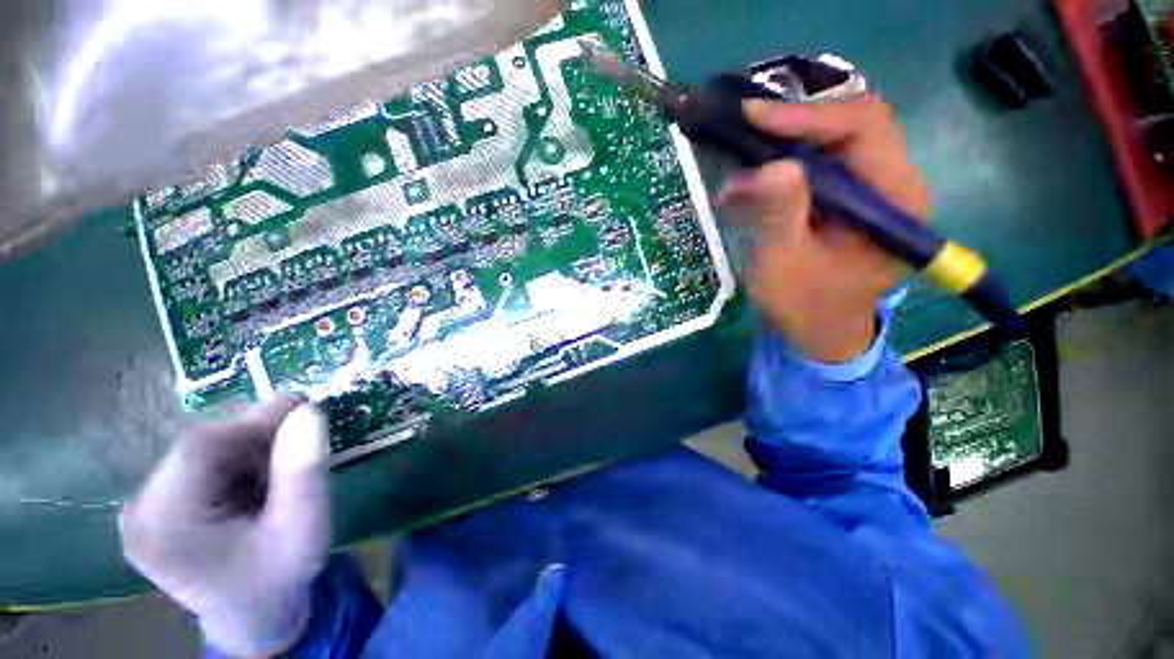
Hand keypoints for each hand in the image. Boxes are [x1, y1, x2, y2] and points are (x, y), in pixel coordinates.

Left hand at [120, 397, 330, 657]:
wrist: (255, 618)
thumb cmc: (280, 577)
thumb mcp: (304, 526)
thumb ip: (304, 470)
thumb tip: (308, 410)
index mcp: (164, 524)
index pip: (201, 447)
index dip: (255, 421)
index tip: (305, 407)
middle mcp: (140, 512)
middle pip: (199, 447)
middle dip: (255, 438)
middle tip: (302, 441)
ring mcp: (144, 510)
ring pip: (202, 452)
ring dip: (249, 451)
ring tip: (281, 472)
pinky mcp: (158, 509)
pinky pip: (200, 466)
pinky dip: (238, 464)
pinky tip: (259, 484)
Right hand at [718, 97, 930, 362]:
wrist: (818, 333)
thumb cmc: (804, 307)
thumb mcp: (784, 265)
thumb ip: (781, 215)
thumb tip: (773, 165)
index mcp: (894, 200)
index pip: (864, 127)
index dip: (809, 115)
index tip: (754, 117)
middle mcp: (892, 184)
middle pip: (848, 126)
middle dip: (792, 127)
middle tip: (743, 132)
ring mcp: (870, 190)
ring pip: (829, 144)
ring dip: (780, 150)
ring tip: (738, 172)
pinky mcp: (848, 200)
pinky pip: (816, 167)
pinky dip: (778, 171)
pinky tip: (747, 190)